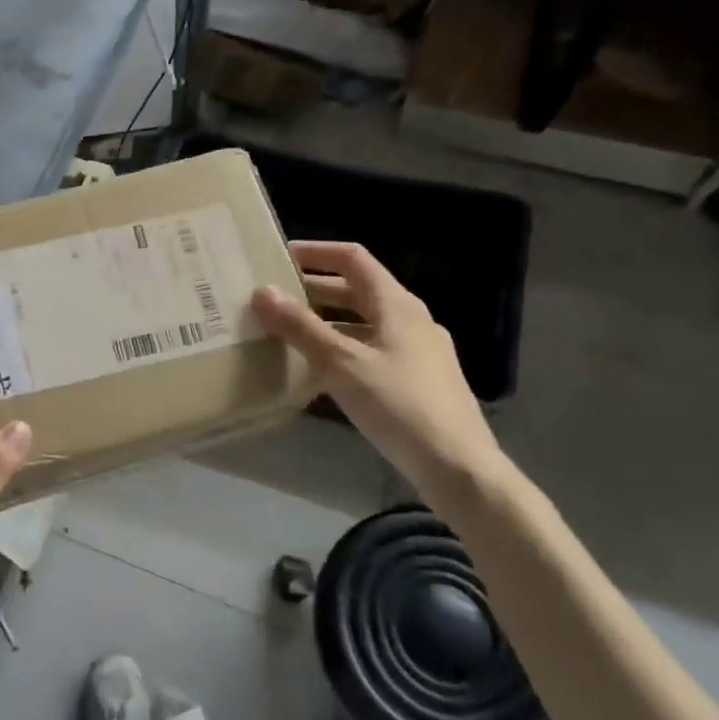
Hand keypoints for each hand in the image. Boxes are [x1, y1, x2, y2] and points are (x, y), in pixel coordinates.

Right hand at [252, 241, 502, 495]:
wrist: (457, 466)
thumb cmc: (399, 405)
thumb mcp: (342, 364)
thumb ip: (301, 327)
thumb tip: (261, 291)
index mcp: (397, 305)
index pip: (353, 259)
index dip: (316, 252)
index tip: (278, 257)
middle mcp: (410, 320)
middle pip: (357, 290)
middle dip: (314, 289)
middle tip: (273, 296)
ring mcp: (417, 351)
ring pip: (363, 323)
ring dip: (326, 321)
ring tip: (286, 331)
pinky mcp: (416, 381)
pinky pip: (371, 350)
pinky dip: (341, 348)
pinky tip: (319, 370)